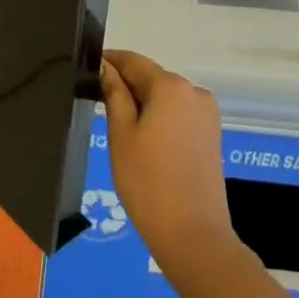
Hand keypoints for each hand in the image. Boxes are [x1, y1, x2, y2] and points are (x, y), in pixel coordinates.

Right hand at [100, 51, 241, 289]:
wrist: (193, 235)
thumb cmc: (148, 182)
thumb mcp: (121, 135)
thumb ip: (114, 94)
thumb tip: (106, 67)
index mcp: (171, 86)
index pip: (134, 61)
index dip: (110, 61)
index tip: (87, 67)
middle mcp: (194, 92)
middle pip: (152, 77)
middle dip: (125, 84)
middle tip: (95, 100)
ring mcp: (207, 114)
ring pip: (166, 96)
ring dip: (142, 102)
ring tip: (116, 123)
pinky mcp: (211, 134)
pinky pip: (179, 113)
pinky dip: (159, 117)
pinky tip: (142, 138)